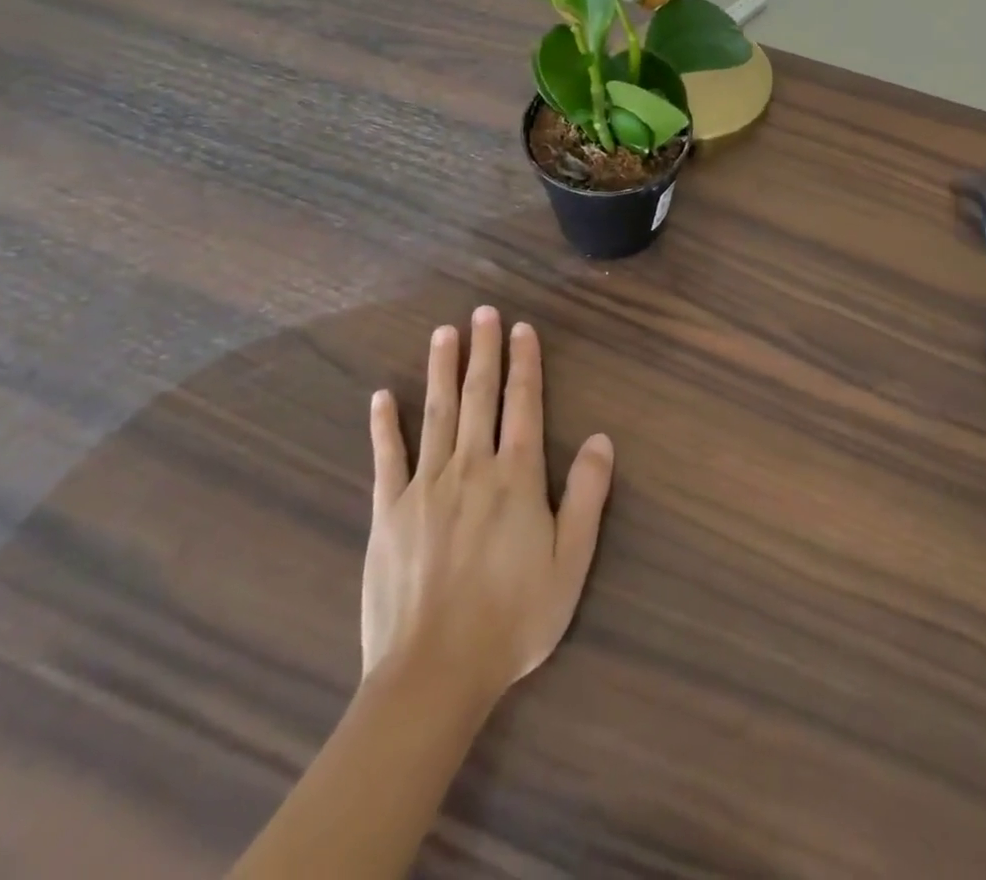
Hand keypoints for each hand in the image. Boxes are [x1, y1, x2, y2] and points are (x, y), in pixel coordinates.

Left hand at [361, 307, 613, 702]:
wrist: (434, 674)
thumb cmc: (513, 619)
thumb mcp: (570, 563)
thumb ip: (587, 497)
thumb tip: (602, 439)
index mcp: (517, 478)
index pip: (524, 405)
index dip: (525, 364)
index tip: (522, 329)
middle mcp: (472, 468)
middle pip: (479, 397)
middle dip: (484, 351)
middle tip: (483, 312)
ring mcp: (425, 487)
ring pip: (437, 414)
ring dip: (441, 370)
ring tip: (444, 333)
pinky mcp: (389, 512)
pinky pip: (387, 458)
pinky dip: (385, 425)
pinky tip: (383, 396)